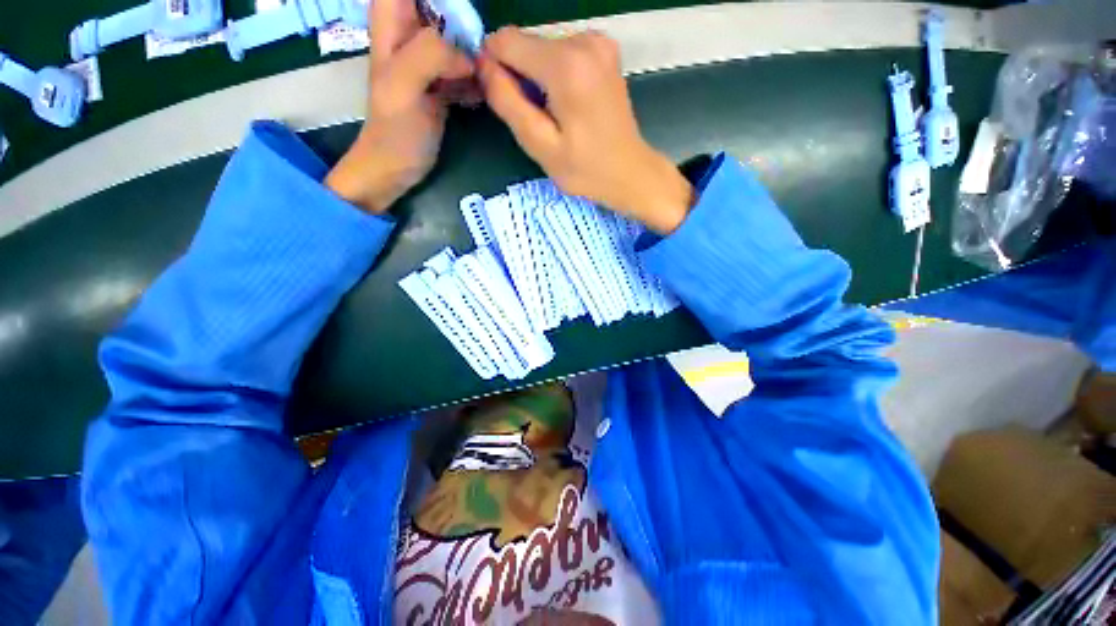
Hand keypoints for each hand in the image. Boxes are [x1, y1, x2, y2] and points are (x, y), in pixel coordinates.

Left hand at [325, 0, 474, 213]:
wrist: (397, 166)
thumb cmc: (395, 129)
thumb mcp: (404, 85)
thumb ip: (431, 55)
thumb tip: (469, 58)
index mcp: (392, 24)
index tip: (461, 12)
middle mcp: (410, 35)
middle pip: (439, 7)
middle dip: (462, 19)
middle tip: (480, 43)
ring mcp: (428, 61)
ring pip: (456, 35)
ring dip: (474, 47)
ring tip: (486, 69)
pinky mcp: (442, 84)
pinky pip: (465, 67)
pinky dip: (477, 76)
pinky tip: (483, 91)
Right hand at [480, 28, 693, 233]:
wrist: (630, 172)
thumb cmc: (586, 170)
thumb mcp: (540, 146)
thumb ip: (508, 102)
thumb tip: (484, 66)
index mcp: (566, 64)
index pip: (505, 41)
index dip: (493, 67)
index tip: (503, 100)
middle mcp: (583, 40)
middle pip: (526, 43)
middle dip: (518, 76)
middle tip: (534, 118)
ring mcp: (598, 42)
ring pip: (542, 48)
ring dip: (536, 78)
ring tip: (553, 116)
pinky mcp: (604, 50)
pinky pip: (561, 52)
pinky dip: (554, 75)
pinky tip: (566, 105)